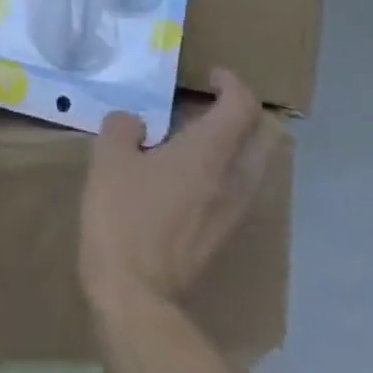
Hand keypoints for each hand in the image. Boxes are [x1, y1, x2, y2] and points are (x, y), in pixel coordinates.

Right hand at [79, 68, 279, 317]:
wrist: (137, 297)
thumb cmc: (122, 218)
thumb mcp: (108, 159)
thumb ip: (123, 127)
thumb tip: (134, 124)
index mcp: (209, 153)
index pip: (242, 106)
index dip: (232, 82)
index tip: (211, 74)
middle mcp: (233, 180)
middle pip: (263, 135)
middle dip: (245, 112)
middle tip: (213, 102)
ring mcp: (234, 212)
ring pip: (256, 165)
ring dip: (239, 143)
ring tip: (200, 136)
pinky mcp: (225, 236)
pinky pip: (241, 188)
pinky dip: (228, 169)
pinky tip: (192, 173)